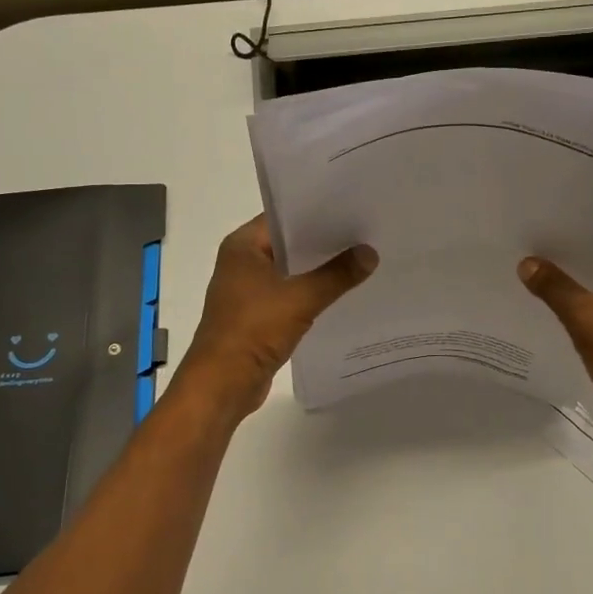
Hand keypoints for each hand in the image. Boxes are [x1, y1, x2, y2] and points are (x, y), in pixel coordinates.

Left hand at [176, 216, 377, 417]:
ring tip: (359, 260)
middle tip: (364, 234)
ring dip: (318, 270)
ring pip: (290, 271)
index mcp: (242, 246)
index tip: (351, 209)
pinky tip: (340, 294)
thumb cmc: (254, 330)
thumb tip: (370, 253)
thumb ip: (337, 274)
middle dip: (323, 242)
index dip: (316, 213)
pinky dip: (310, 294)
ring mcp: (247, 290)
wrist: (222, 384)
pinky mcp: (255, 315)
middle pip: (288, 244)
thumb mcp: (301, 298)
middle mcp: (241, 262)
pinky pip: (288, 295)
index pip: (283, 217)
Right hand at [519, 237, 592, 438]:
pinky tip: (550, 302)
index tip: (552, 216)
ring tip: (536, 267)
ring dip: (576, 279)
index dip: (587, 223)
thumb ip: (555, 288)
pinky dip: (581, 303)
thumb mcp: (587, 319)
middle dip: (575, 251)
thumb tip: (527, 263)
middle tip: (535, 239)